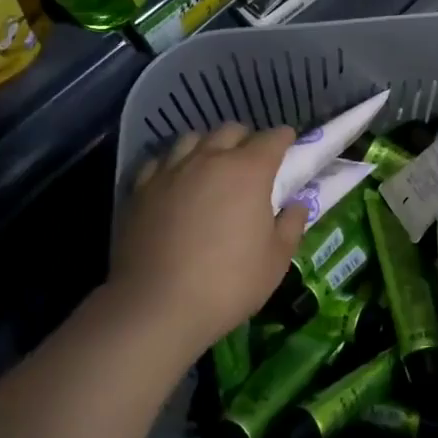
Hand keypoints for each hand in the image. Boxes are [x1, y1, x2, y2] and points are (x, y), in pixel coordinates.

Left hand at [108, 124, 307, 364]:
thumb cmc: (228, 283)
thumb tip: (296, 204)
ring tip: (211, 166)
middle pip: (231, 130)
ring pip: (192, 138)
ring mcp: (171, 171)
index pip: (273, 138)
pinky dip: (174, 164)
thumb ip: (291, 225)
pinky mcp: (140, 189)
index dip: (285, 139)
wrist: (156, 306)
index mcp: (249, 171)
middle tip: (252, 161)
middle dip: (246, 139)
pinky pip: (160, 161)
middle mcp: (209, 159)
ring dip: (208, 146)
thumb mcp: (276, 260)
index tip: (290, 145)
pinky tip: (176, 182)